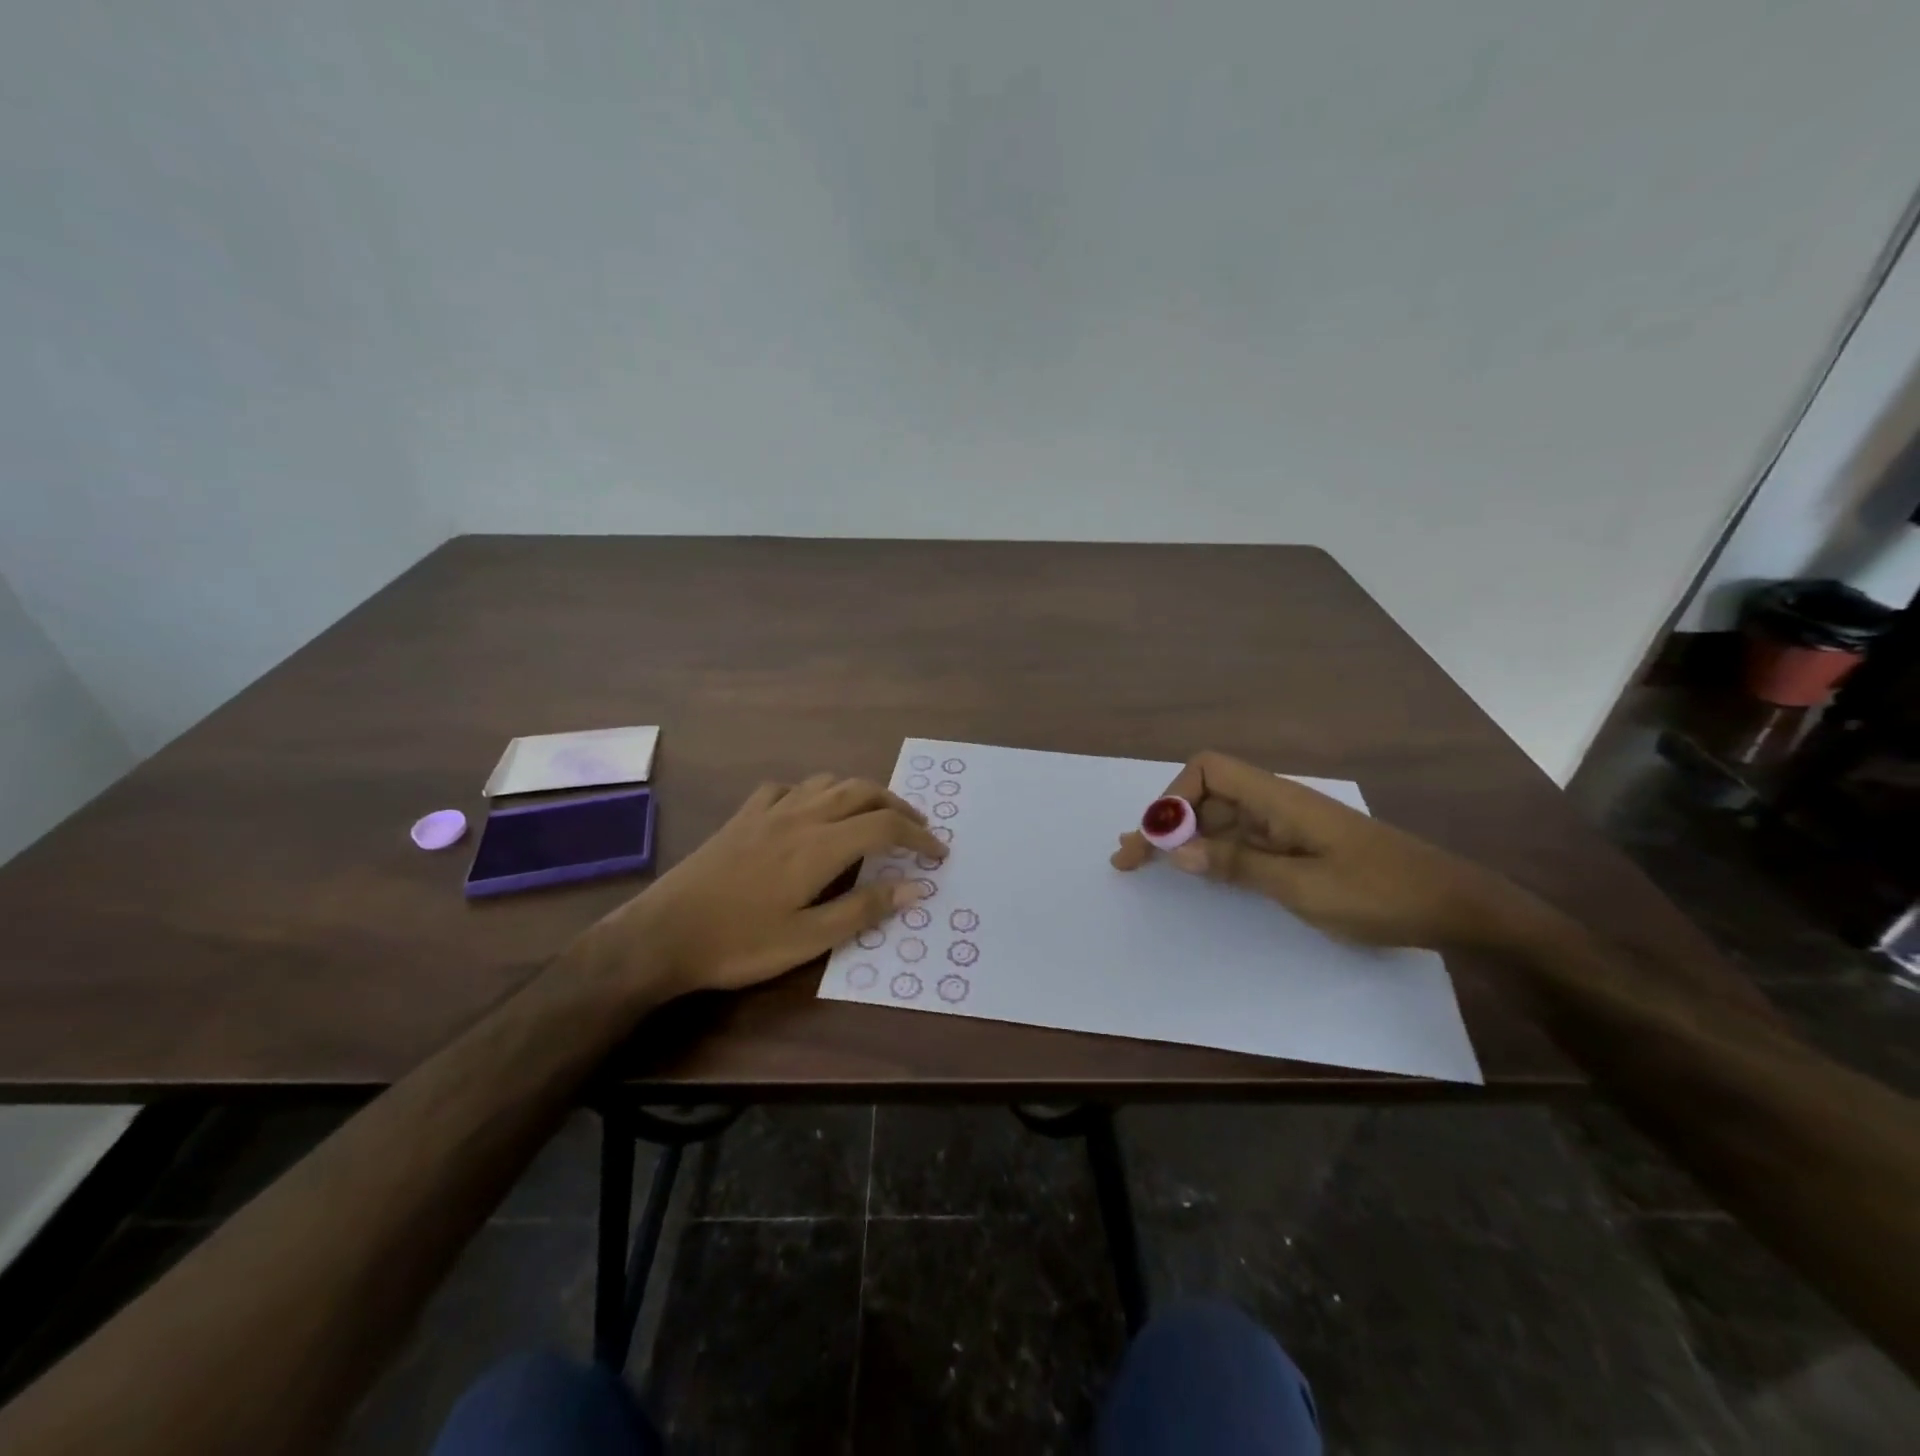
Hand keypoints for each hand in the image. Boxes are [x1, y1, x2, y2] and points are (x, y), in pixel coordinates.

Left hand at [588, 774, 945, 995]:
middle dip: (898, 805)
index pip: (885, 825)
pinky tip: (810, 811)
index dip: (919, 836)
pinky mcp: (743, 816)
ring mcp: (768, 811)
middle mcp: (800, 816)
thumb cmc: (739, 943)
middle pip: (862, 791)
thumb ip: (864, 909)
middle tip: (917, 829)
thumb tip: (915, 887)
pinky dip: (813, 792)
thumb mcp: (808, 939)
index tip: (939, 855)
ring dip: (860, 792)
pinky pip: (787, 787)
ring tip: (873, 815)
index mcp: (820, 846)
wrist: (663, 934)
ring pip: (827, 782)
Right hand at [1111, 751, 1539, 949]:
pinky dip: (1210, 853)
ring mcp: (1287, 827)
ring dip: (1181, 839)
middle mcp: (1277, 805)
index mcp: (1280, 800)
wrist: (1457, 908)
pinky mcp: (1296, 849)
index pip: (1209, 771)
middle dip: (1164, 822)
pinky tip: (1193, 871)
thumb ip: (1240, 866)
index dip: (1174, 797)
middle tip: (1128, 858)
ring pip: (1220, 820)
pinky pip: (1241, 842)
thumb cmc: (1382, 894)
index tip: (1155, 840)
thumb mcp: (1305, 888)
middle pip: (1206, 795)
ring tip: (1142, 862)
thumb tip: (1178, 851)